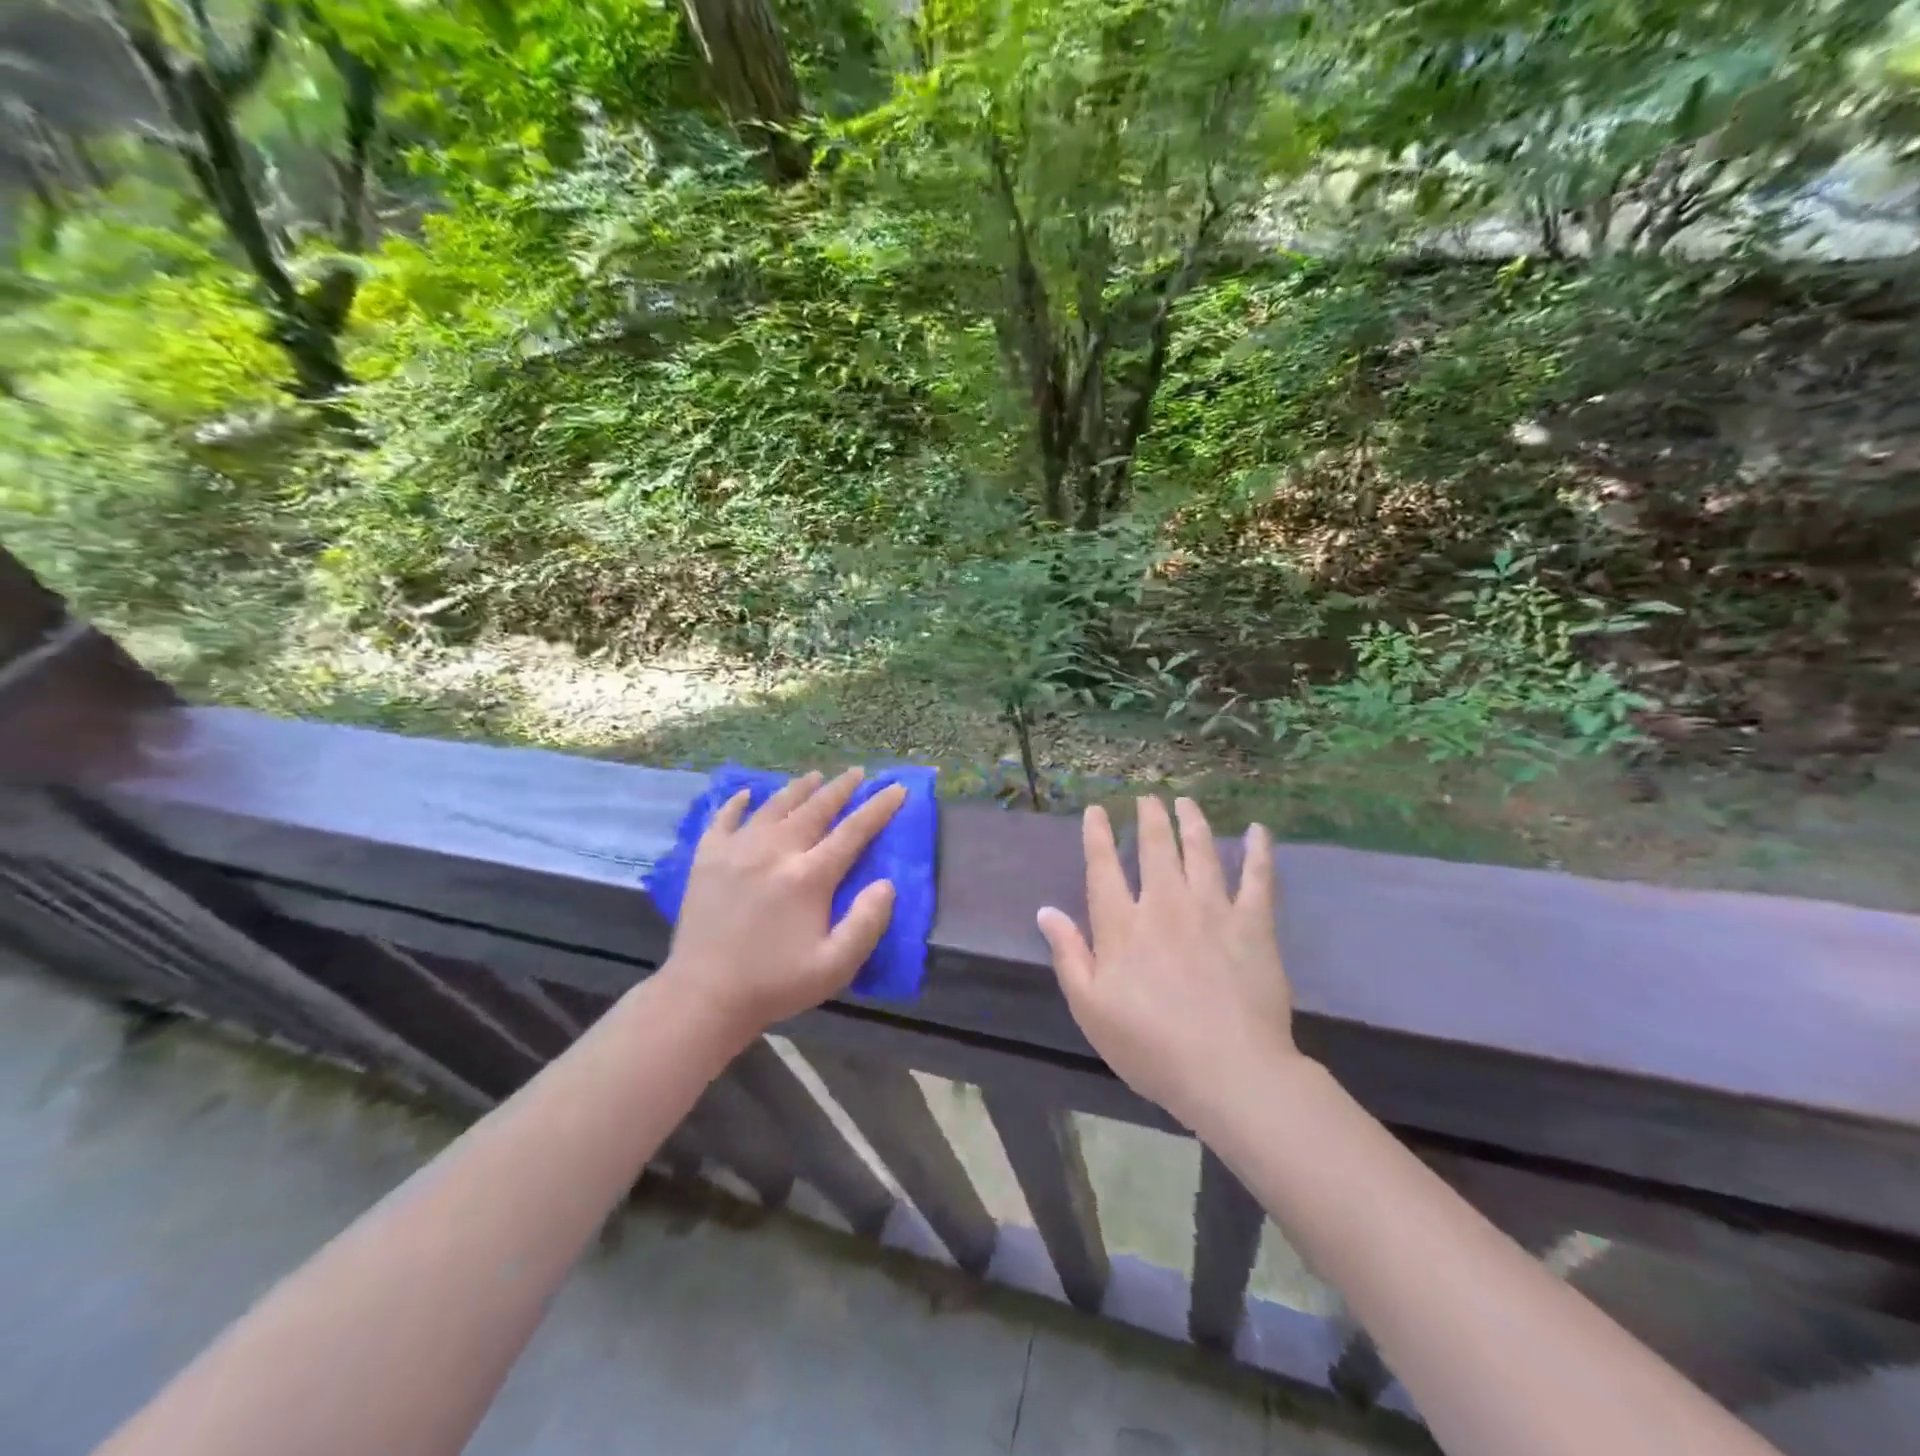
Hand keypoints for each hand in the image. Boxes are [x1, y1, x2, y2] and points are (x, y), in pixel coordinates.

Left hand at [661, 768, 904, 1038]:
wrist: (703, 996)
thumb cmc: (775, 983)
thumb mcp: (834, 965)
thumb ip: (867, 923)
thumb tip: (887, 884)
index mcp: (808, 876)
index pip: (853, 831)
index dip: (878, 808)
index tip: (896, 788)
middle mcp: (775, 851)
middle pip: (814, 808)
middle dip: (840, 788)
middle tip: (856, 773)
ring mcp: (737, 850)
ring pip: (774, 806)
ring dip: (798, 788)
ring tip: (814, 776)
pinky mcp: (706, 858)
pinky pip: (724, 818)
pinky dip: (737, 803)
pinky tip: (747, 793)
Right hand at [1037, 797, 1297, 1128]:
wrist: (1228, 1071)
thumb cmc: (1150, 1046)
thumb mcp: (1090, 1008)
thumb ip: (1069, 954)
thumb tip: (1046, 911)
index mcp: (1122, 925)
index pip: (1103, 867)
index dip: (1097, 835)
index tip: (1097, 810)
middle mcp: (1165, 904)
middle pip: (1155, 847)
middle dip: (1149, 818)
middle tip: (1147, 798)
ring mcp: (1212, 909)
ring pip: (1201, 851)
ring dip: (1192, 821)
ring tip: (1186, 802)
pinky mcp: (1253, 924)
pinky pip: (1258, 877)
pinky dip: (1259, 850)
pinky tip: (1258, 831)